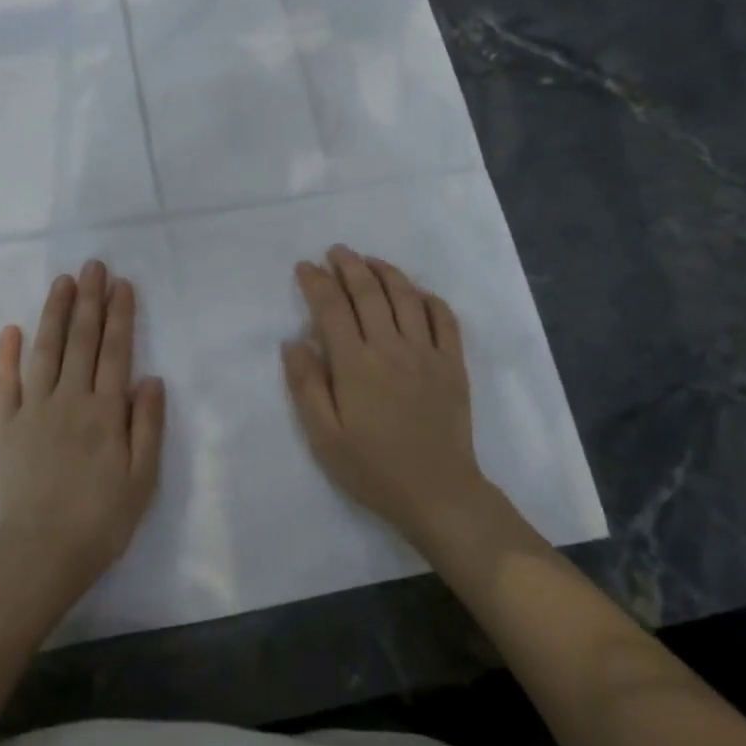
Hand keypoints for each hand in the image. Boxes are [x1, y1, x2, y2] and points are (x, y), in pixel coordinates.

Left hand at [0, 260, 165, 615]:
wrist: (39, 555)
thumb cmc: (100, 521)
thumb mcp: (142, 480)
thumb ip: (147, 425)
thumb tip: (151, 377)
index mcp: (105, 412)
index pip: (116, 351)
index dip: (120, 315)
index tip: (122, 284)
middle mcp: (69, 400)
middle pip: (81, 341)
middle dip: (89, 300)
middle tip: (93, 265)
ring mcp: (33, 410)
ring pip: (45, 350)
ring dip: (54, 314)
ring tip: (62, 282)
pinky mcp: (4, 426)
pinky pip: (4, 383)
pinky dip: (6, 354)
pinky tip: (11, 329)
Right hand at [282, 245, 491, 549]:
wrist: (438, 494)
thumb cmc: (373, 468)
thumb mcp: (324, 437)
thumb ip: (306, 386)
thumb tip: (292, 341)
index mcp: (355, 365)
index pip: (331, 308)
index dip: (316, 282)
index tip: (305, 267)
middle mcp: (391, 348)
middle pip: (368, 292)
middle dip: (348, 265)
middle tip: (335, 251)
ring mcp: (427, 353)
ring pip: (406, 296)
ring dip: (385, 272)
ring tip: (369, 260)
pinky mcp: (453, 364)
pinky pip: (444, 318)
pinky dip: (429, 298)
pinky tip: (416, 292)